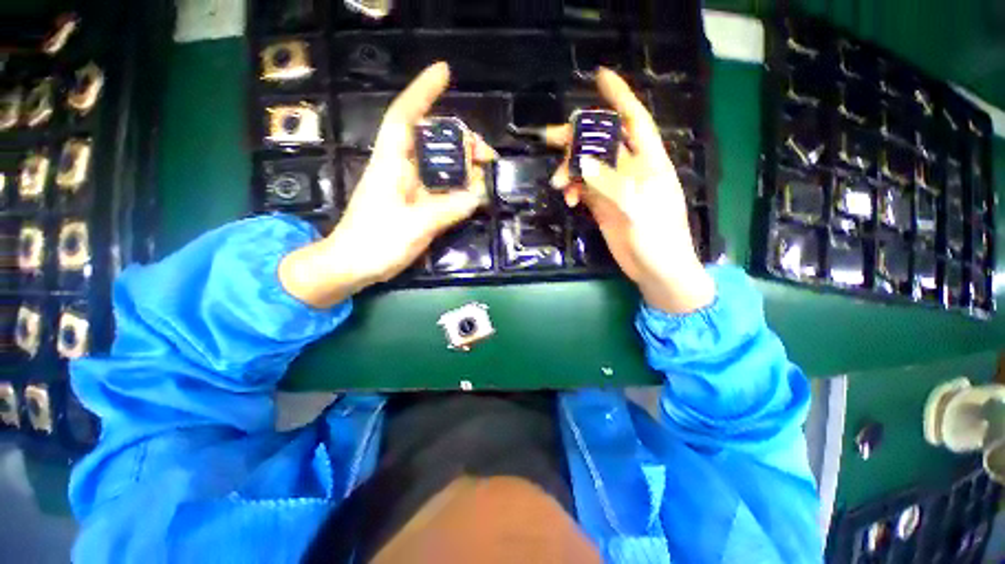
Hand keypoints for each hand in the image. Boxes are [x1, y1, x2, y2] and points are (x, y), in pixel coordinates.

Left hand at [279, 62, 497, 307]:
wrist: (354, 265)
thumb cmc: (376, 242)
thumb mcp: (415, 225)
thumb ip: (448, 208)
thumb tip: (478, 194)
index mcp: (392, 163)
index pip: (405, 117)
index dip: (423, 92)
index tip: (444, 72)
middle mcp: (400, 168)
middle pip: (431, 140)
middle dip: (461, 140)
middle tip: (487, 156)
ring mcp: (408, 186)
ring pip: (438, 163)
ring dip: (463, 164)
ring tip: (486, 174)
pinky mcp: (415, 202)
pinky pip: (441, 185)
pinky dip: (458, 185)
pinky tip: (472, 192)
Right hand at [547, 68, 713, 313]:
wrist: (656, 269)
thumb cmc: (658, 239)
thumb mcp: (638, 209)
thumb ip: (611, 184)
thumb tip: (583, 162)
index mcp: (649, 163)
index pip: (634, 121)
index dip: (618, 98)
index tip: (599, 77)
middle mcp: (630, 170)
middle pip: (601, 142)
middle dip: (577, 137)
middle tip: (549, 139)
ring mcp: (615, 188)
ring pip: (588, 165)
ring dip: (570, 169)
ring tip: (558, 183)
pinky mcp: (603, 205)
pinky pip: (583, 188)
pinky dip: (573, 189)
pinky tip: (567, 200)